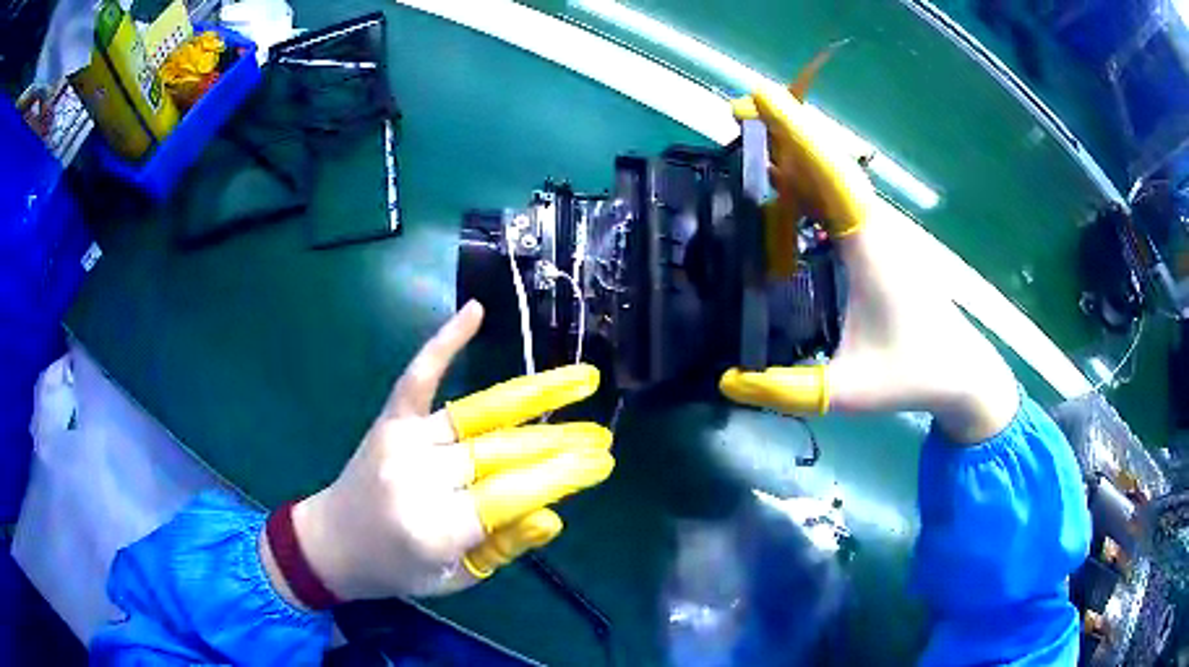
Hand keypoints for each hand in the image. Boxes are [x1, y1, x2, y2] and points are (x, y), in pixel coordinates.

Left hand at [272, 301, 614, 602]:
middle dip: (560, 443)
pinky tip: (475, 312)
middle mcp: (416, 478)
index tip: (603, 462)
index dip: (561, 477)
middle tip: (603, 435)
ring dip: (534, 396)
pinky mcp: (389, 420)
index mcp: (433, 528)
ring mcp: (401, 441)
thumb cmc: (398, 569)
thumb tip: (554, 514)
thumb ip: (504, 546)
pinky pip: (419, 377)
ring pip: (478, 415)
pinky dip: (445, 343)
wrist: (332, 542)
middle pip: (501, 453)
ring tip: (581, 379)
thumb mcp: (457, 579)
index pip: (511, 495)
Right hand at [719, 86, 1018, 443]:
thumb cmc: (913, 374)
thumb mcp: (849, 392)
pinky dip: (805, 180)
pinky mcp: (877, 241)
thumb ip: (787, 390)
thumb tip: (726, 382)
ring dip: (793, 150)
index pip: (833, 176)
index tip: (761, 98)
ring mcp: (878, 231)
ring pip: (833, 174)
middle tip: (735, 110)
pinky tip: (782, 184)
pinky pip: (837, 197)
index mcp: (871, 248)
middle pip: (828, 161)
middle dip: (784, 128)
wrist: (962, 371)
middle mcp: (874, 227)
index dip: (798, 134)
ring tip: (748, 135)